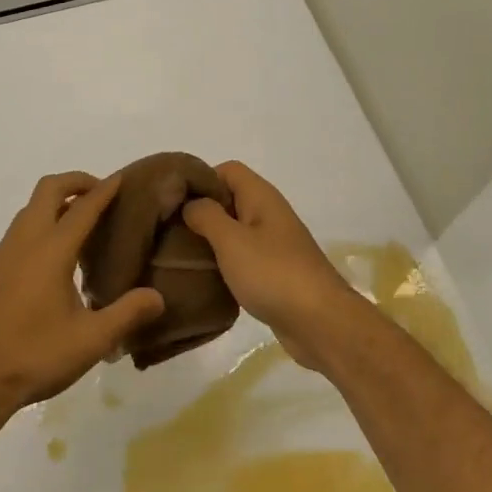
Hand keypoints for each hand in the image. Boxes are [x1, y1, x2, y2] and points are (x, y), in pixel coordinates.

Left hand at [0, 172, 165, 422]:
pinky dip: (38, 226)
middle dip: (75, 183)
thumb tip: (157, 296)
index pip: (82, 207)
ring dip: (54, 204)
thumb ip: (127, 314)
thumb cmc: (34, 356)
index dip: (104, 190)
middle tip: (100, 195)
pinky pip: (17, 233)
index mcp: (51, 251)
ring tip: (80, 226)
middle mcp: (24, 242)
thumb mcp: (91, 341)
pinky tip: (51, 261)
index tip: (121, 179)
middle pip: (48, 190)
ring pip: (29, 210)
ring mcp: (1, 255)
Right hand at [181, 161, 372, 372]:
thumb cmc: (273, 273)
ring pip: (235, 231)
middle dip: (201, 212)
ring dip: (211, 241)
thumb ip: (206, 216)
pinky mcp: (274, 272)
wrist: (320, 322)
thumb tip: (191, 203)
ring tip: (181, 256)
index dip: (201, 180)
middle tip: (171, 231)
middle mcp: (269, 214)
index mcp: (261, 197)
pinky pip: (243, 258)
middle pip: (230, 200)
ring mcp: (274, 244)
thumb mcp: (231, 240)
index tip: (174, 202)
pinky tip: (206, 278)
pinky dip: (225, 263)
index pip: (227, 170)